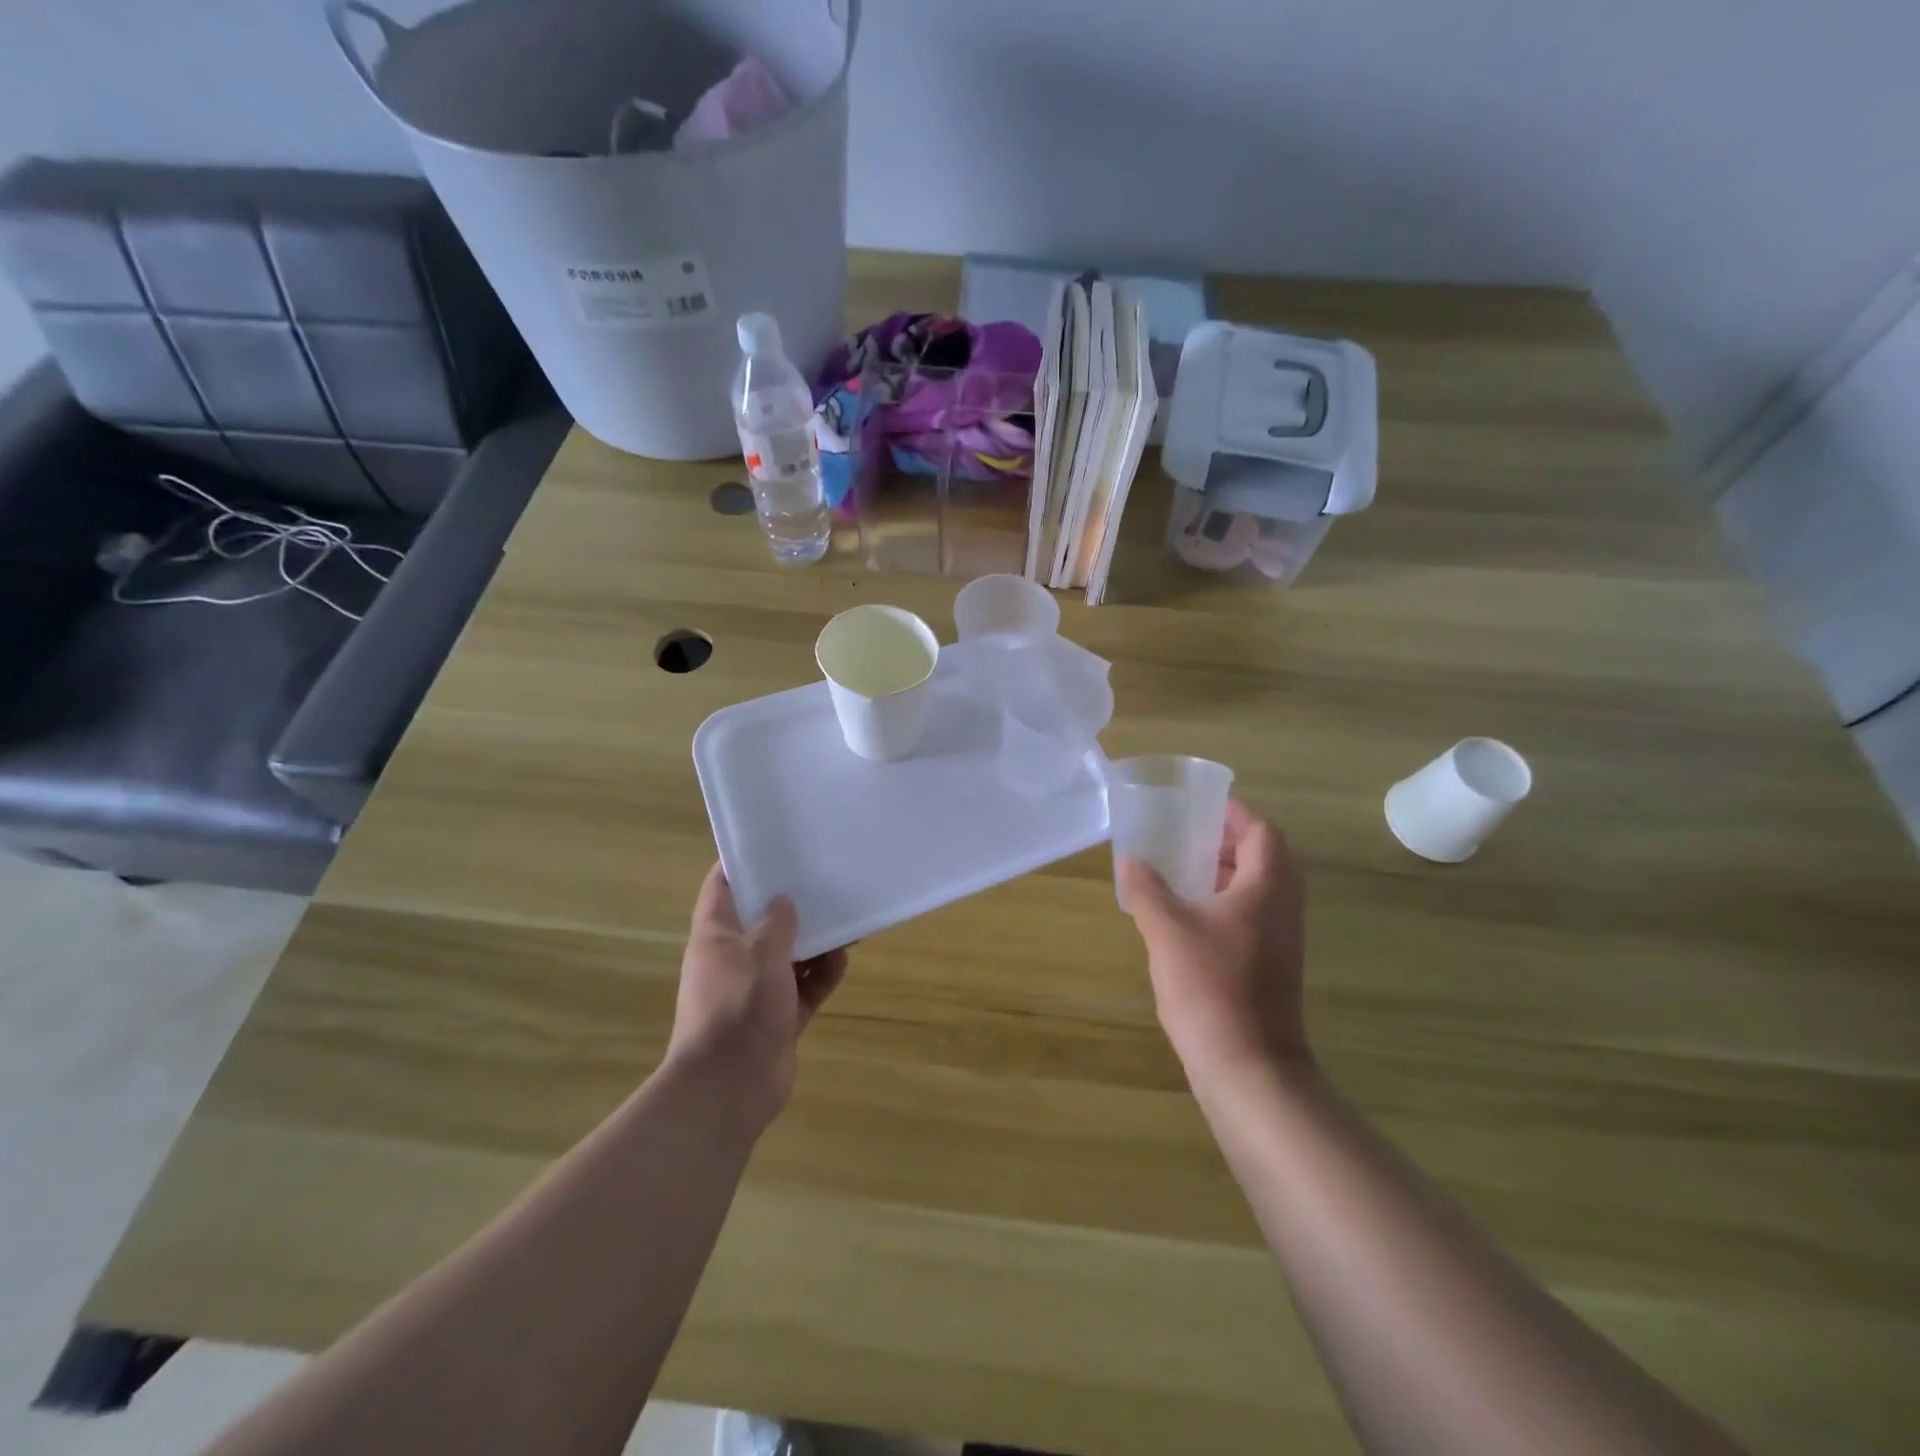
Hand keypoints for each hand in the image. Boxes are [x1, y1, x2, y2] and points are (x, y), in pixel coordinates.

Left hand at [668, 864, 847, 1131]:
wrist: (729, 1089)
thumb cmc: (737, 1008)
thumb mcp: (760, 954)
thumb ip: (777, 922)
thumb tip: (785, 899)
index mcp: (715, 935)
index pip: (722, 886)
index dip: (744, 862)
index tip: (776, 842)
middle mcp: (733, 958)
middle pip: (763, 919)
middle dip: (792, 902)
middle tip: (824, 877)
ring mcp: (756, 989)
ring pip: (789, 953)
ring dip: (815, 940)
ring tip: (846, 918)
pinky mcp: (778, 1016)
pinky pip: (805, 986)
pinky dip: (822, 975)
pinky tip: (843, 960)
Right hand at [1117, 801, 1309, 1080]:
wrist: (1249, 1067)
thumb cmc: (1210, 987)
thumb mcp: (1167, 930)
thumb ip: (1147, 889)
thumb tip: (1130, 859)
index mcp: (1266, 888)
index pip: (1262, 832)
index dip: (1234, 815)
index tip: (1199, 808)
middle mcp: (1282, 908)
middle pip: (1266, 858)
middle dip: (1229, 842)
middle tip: (1186, 838)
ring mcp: (1281, 940)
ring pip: (1261, 889)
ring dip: (1228, 874)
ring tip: (1183, 873)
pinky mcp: (1273, 966)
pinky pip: (1255, 916)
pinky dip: (1227, 903)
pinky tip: (1190, 919)